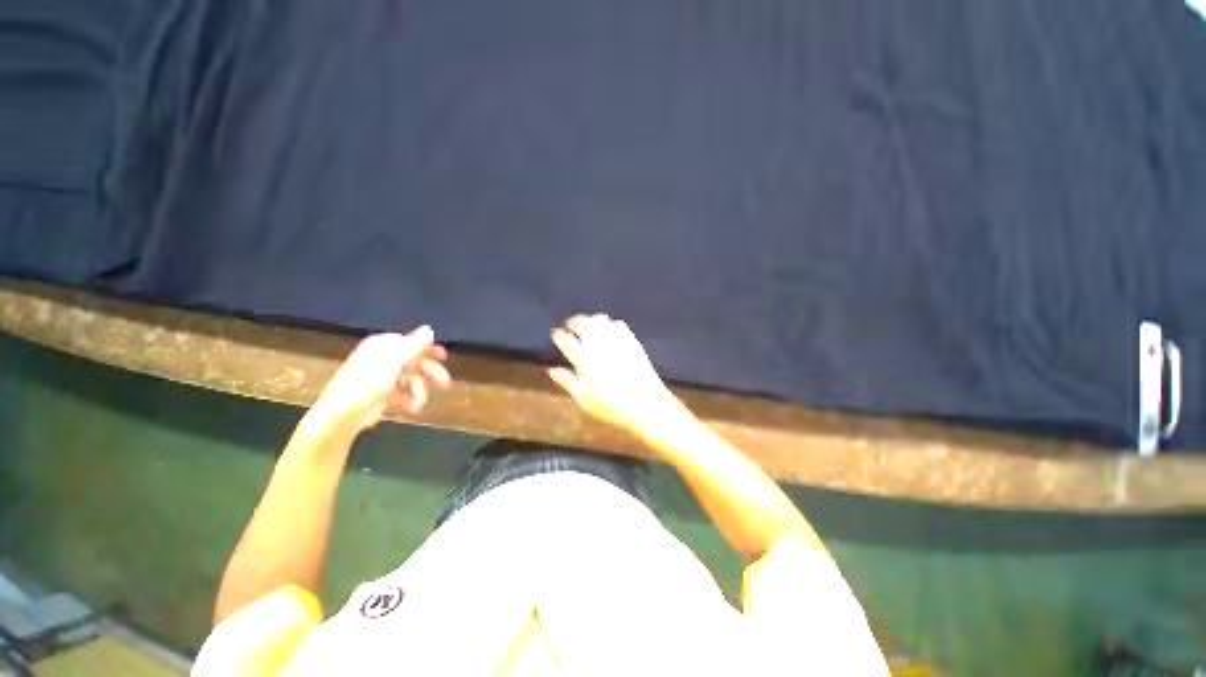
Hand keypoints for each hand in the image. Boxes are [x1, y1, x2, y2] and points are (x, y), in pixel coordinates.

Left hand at [315, 326, 451, 432]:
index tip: (443, 357)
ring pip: (412, 379)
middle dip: (430, 373)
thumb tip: (429, 329)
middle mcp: (383, 358)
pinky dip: (410, 399)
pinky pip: (404, 392)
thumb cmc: (367, 382)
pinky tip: (412, 407)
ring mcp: (383, 377)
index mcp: (383, 345)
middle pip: (415, 361)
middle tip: (445, 384)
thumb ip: (414, 344)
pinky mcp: (383, 394)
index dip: (428, 350)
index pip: (411, 342)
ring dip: (419, 391)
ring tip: (419, 403)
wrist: (342, 414)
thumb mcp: (394, 359)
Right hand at [549, 314, 677, 432]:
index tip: (556, 334)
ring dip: (591, 320)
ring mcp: (616, 340)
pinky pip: (618, 324)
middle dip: (573, 322)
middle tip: (570, 327)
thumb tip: (551, 370)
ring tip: (588, 327)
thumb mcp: (584, 399)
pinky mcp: (631, 340)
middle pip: (582, 322)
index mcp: (583, 359)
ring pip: (600, 319)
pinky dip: (610, 324)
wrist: (645, 403)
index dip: (558, 335)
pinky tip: (609, 332)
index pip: (565, 339)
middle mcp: (598, 344)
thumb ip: (567, 382)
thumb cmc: (611, 406)